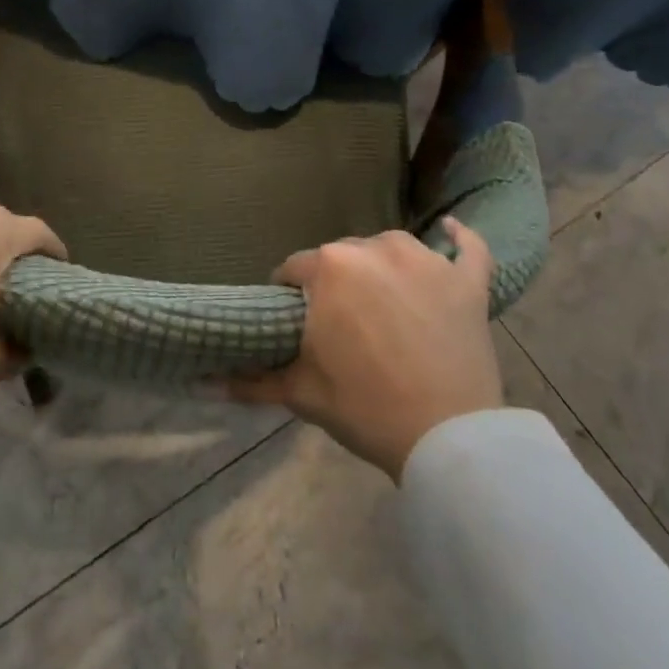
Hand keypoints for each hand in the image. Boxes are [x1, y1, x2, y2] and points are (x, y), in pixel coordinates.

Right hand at [233, 220, 502, 481]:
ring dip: (383, 266)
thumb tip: (201, 384)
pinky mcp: (467, 281)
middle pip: (342, 256)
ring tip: (384, 302)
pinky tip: (451, 230)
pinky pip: (466, 247)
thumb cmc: (365, 408)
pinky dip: (459, 239)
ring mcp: (426, 260)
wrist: (447, 437)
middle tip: (341, 323)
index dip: (289, 294)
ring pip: (391, 248)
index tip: (294, 321)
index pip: (294, 269)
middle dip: (335, 282)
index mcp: (330, 269)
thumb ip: (251, 381)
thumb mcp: (302, 393)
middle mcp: (375, 248)